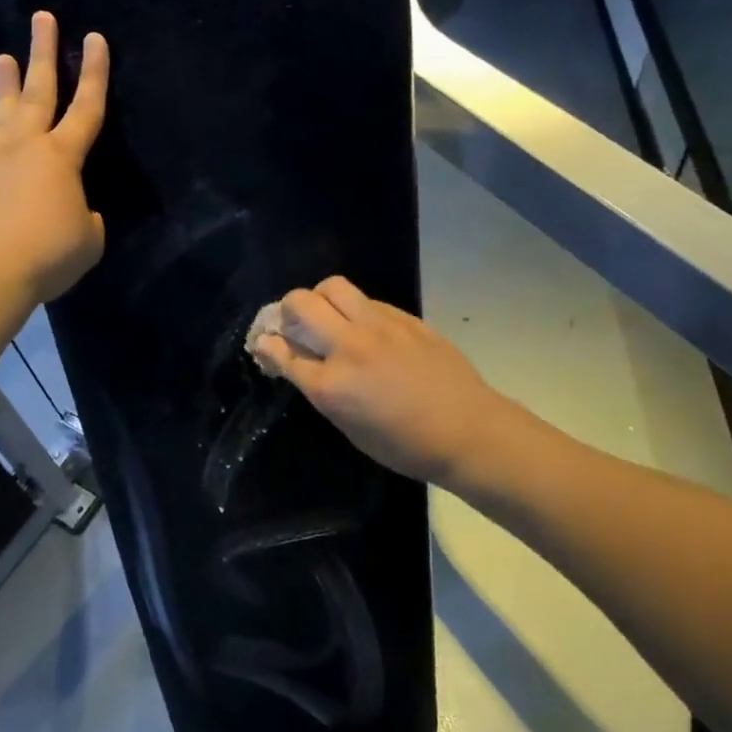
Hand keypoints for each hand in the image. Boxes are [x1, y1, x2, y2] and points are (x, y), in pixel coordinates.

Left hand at [0, 11, 109, 305]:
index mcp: (62, 157)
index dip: (95, 73)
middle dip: (42, 52)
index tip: (95, 38)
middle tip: (41, 17)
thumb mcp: (87, 240)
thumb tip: (76, 212)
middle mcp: (26, 147)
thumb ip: (86, 218)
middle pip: (38, 91)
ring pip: (4, 113)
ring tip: (2, 56)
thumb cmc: (48, 254)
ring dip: (6, 84)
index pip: (86, 107)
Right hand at [250, 276, 519, 488]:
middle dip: (286, 311)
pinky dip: (353, 308)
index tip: (264, 343)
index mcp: (330, 385)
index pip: (281, 350)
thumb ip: (319, 389)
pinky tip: (364, 328)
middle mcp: (348, 347)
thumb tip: (297, 361)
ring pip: (332, 286)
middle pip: (300, 304)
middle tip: (295, 327)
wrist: (468, 430)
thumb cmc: (404, 445)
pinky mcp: (403, 317)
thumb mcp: (350, 427)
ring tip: (327, 317)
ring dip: (319, 299)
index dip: (266, 344)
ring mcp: (378, 326)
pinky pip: (365, 299)